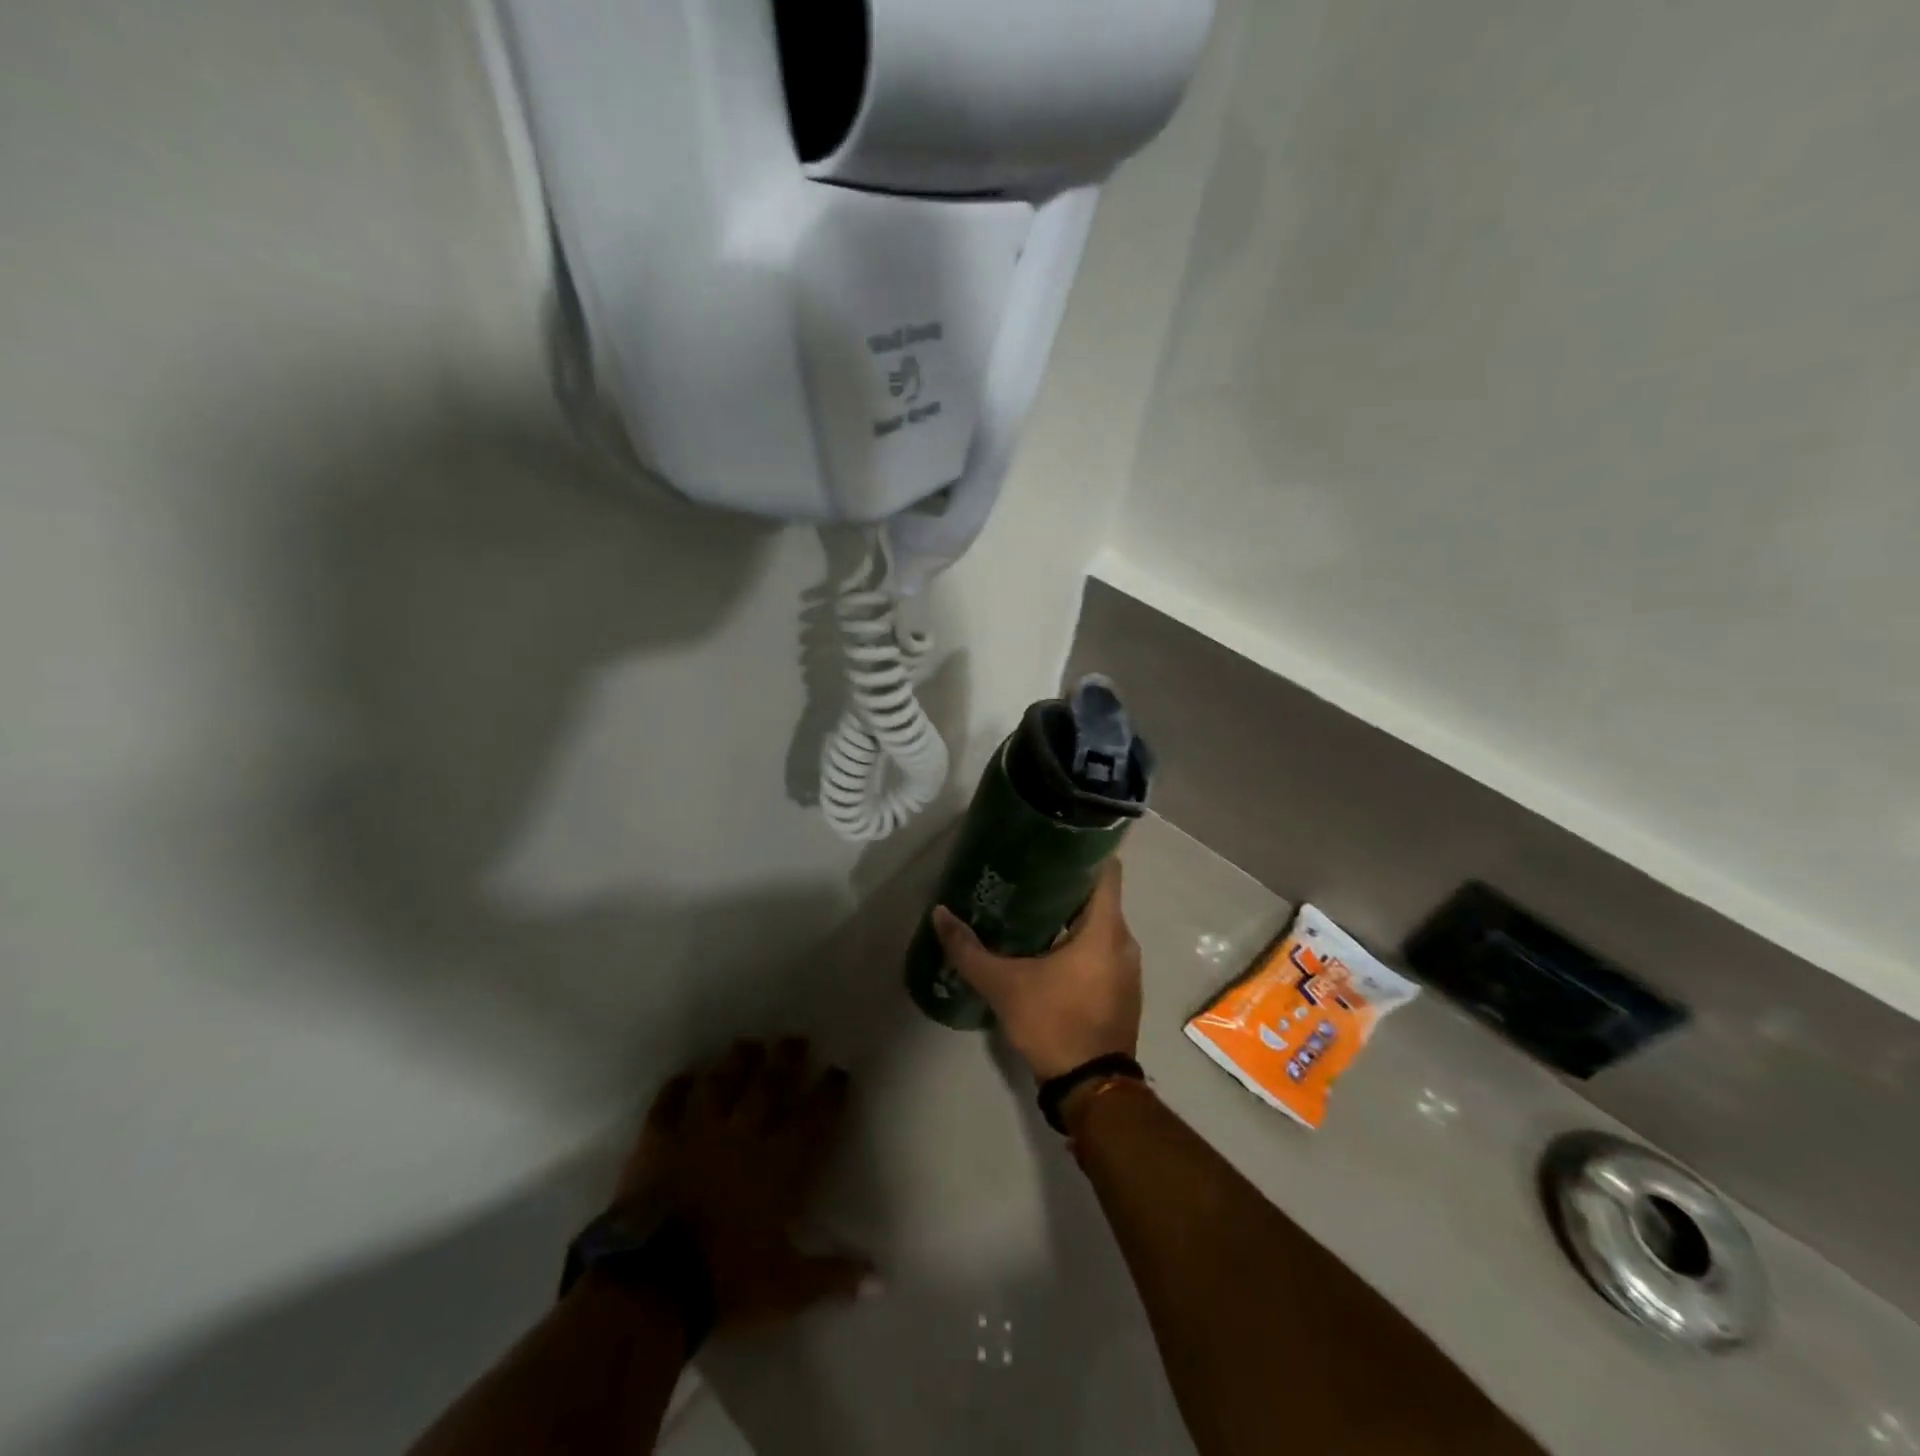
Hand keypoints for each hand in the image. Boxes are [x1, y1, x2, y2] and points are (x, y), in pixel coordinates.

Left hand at [618, 1039, 874, 1333]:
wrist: (651, 1285)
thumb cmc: (727, 1283)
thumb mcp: (788, 1288)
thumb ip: (834, 1276)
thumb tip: (881, 1282)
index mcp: (782, 1161)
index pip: (815, 1114)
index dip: (829, 1090)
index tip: (838, 1071)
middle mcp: (745, 1132)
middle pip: (770, 1082)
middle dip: (786, 1058)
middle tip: (794, 1038)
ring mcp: (699, 1130)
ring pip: (723, 1081)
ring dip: (737, 1061)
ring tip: (747, 1044)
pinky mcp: (659, 1139)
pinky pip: (669, 1103)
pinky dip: (677, 1088)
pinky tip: (685, 1077)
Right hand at [931, 859, 1141, 1081]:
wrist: (1091, 1088)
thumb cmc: (1053, 1022)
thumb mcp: (1003, 985)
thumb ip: (969, 949)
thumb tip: (939, 914)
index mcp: (1105, 929)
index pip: (1107, 870)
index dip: (1083, 851)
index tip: (1052, 844)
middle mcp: (1125, 941)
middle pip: (1099, 897)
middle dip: (1065, 885)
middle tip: (1027, 877)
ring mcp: (1128, 968)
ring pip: (1100, 926)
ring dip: (1071, 918)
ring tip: (1031, 910)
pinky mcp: (1124, 990)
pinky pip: (1103, 951)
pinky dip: (1080, 944)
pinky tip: (1047, 950)